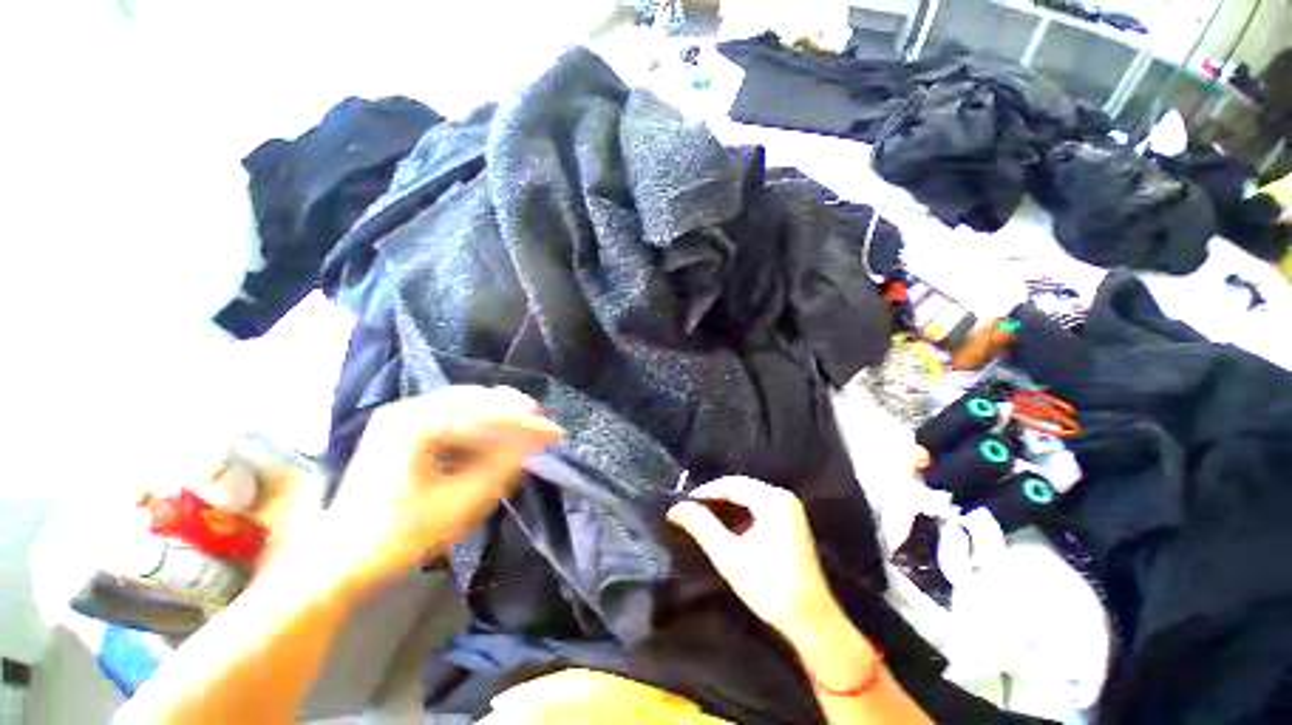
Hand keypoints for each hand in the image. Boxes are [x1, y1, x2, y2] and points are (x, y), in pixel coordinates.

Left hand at [323, 386, 563, 593]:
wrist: (341, 558)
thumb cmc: (398, 535)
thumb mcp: (459, 505)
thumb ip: (502, 468)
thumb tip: (537, 443)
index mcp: (413, 425)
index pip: (482, 411)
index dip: (524, 421)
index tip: (554, 431)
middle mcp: (408, 410)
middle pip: (476, 399)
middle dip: (515, 412)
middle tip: (546, 426)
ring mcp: (405, 417)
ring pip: (468, 406)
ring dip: (502, 418)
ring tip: (531, 430)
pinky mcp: (407, 430)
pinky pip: (456, 418)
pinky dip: (484, 427)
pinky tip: (501, 438)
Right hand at [666, 476, 847, 648]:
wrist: (811, 622)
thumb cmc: (769, 586)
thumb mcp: (728, 555)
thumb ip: (701, 526)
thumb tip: (675, 508)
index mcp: (773, 499)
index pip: (731, 484)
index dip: (705, 492)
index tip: (683, 503)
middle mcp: (783, 497)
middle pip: (741, 488)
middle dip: (715, 497)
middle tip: (690, 510)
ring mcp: (790, 510)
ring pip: (749, 497)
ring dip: (726, 505)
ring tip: (702, 517)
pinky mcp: (791, 524)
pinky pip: (759, 508)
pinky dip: (740, 513)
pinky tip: (726, 526)